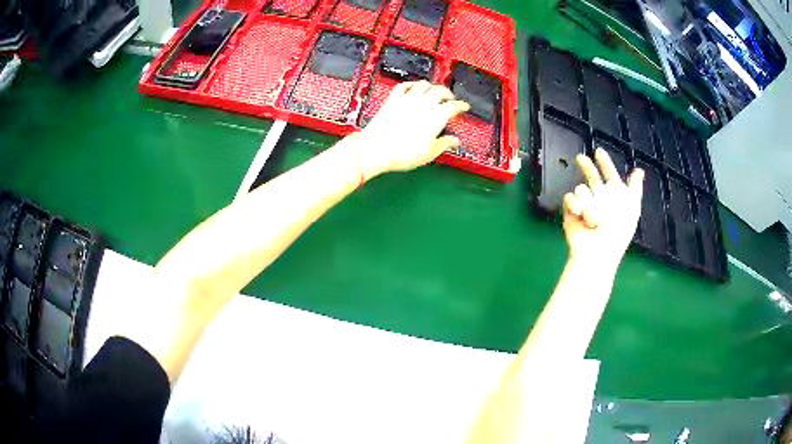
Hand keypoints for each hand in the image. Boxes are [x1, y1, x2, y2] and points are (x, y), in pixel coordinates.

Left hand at [353, 80, 469, 179]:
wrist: (377, 148)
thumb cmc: (405, 153)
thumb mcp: (429, 153)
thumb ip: (444, 144)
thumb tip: (455, 140)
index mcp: (437, 115)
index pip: (454, 106)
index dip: (461, 106)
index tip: (465, 106)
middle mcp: (424, 103)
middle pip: (440, 91)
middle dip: (448, 93)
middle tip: (451, 98)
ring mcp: (408, 98)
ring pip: (423, 85)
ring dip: (431, 86)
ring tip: (434, 90)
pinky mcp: (393, 99)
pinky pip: (404, 85)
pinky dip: (412, 84)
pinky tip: (413, 86)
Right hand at [563, 149, 643, 266]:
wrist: (597, 252)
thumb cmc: (618, 232)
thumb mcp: (632, 208)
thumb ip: (635, 188)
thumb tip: (639, 171)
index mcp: (615, 198)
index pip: (610, 176)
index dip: (606, 164)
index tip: (599, 152)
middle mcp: (599, 199)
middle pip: (591, 177)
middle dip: (587, 167)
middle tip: (580, 158)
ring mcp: (584, 205)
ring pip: (582, 188)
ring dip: (588, 202)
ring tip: (592, 219)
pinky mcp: (571, 211)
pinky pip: (569, 198)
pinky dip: (575, 205)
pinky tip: (579, 214)